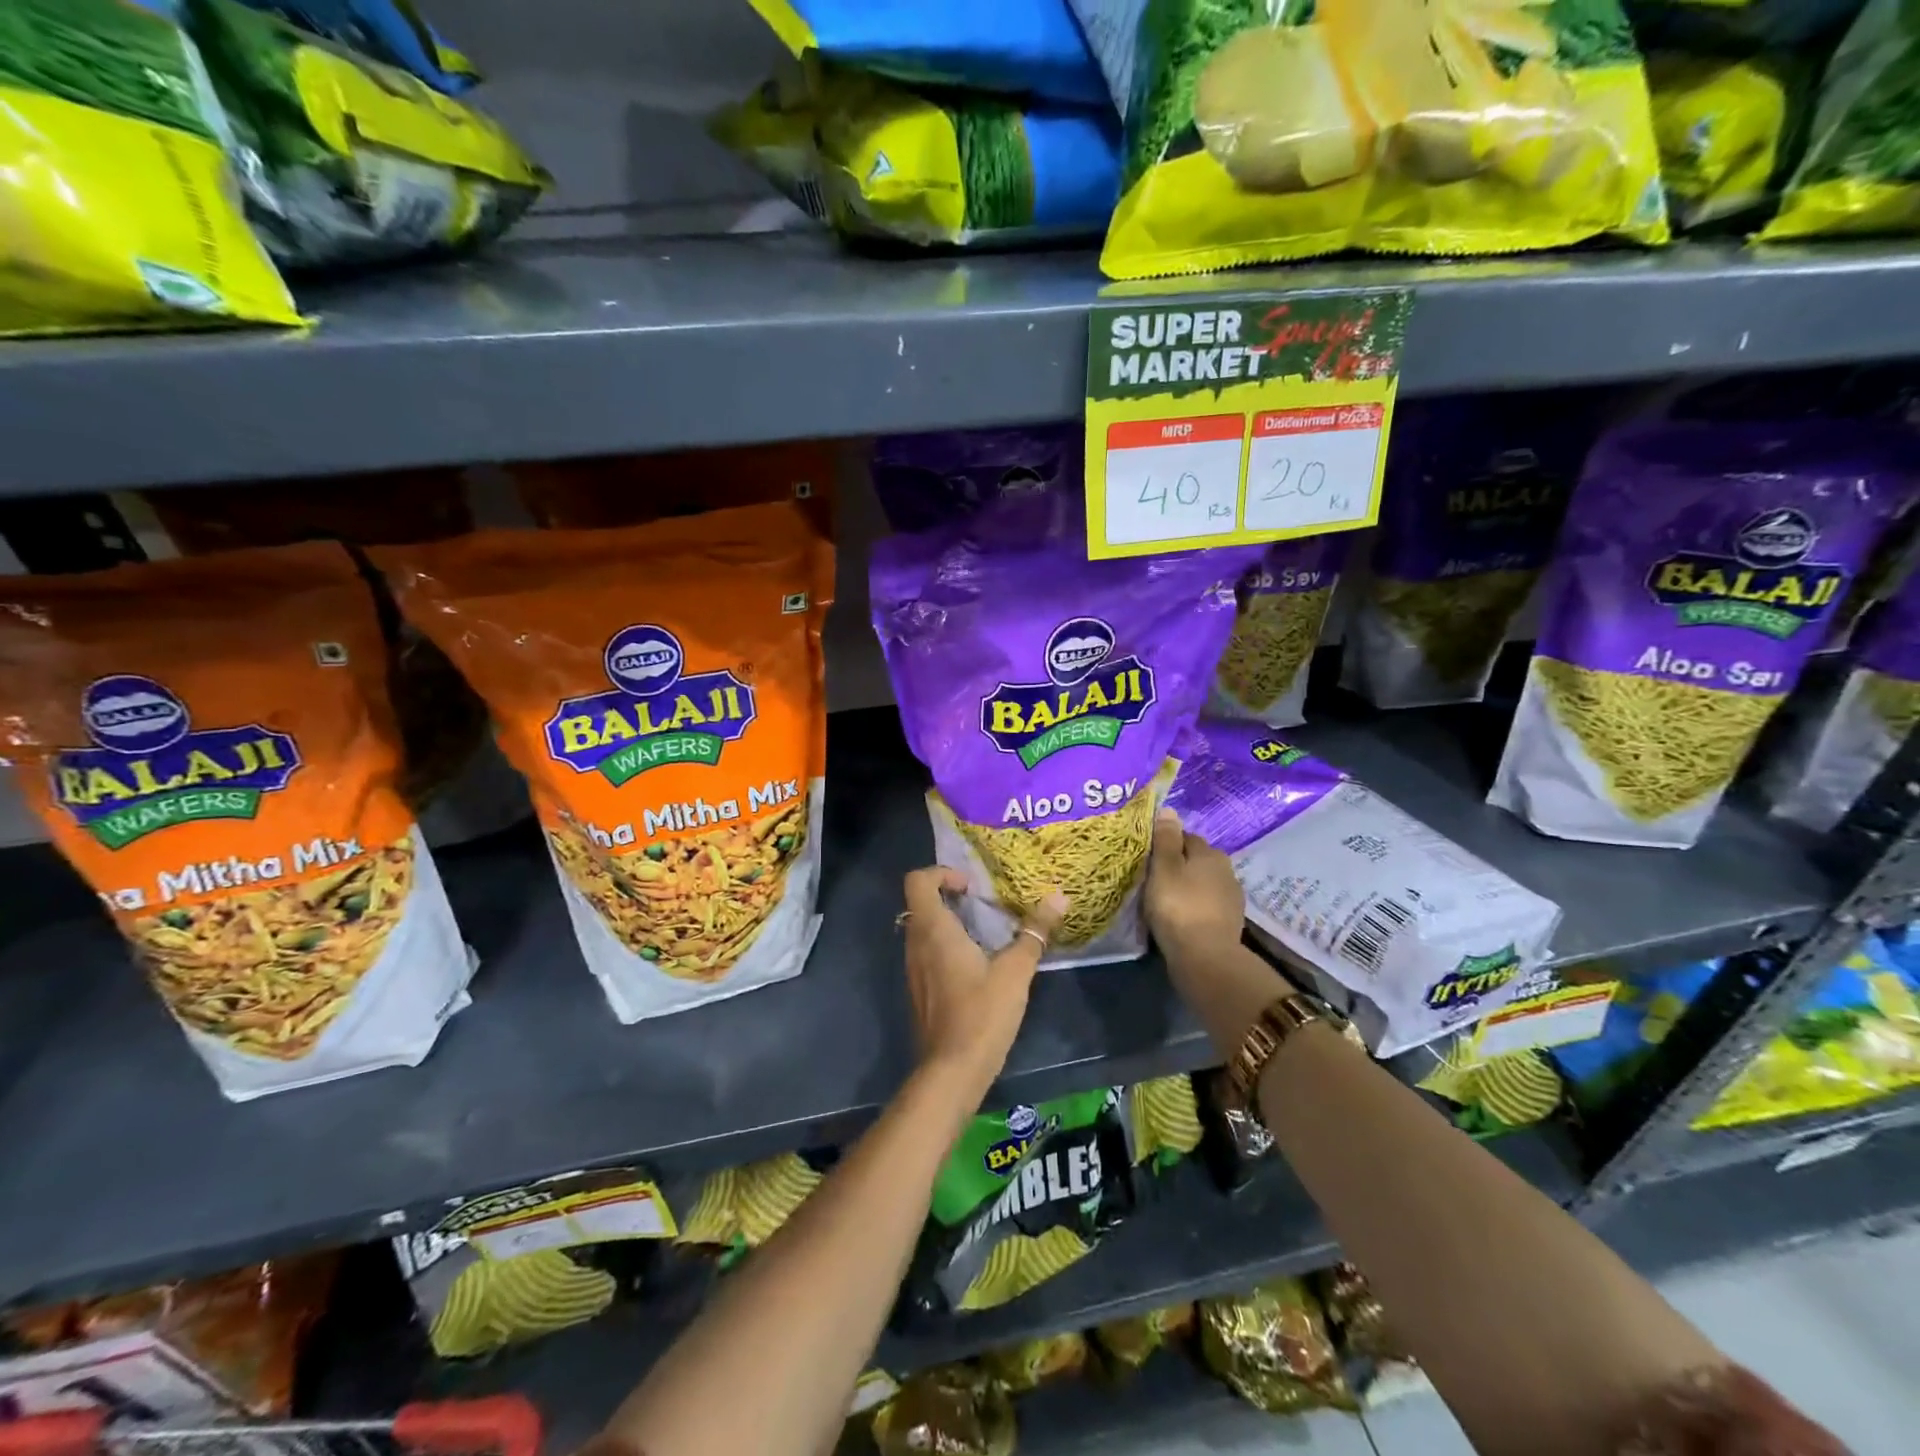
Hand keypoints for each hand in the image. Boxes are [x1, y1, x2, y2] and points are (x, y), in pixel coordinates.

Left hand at [901, 867, 1066, 1091]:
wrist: (952, 1071)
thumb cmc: (982, 1014)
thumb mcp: (1016, 971)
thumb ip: (1034, 932)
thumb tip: (1059, 898)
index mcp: (933, 930)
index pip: (918, 881)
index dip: (941, 874)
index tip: (971, 887)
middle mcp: (915, 943)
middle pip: (920, 902)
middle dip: (950, 896)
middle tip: (984, 904)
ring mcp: (913, 968)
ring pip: (923, 929)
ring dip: (949, 922)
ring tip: (986, 932)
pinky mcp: (919, 989)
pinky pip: (926, 952)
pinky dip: (946, 946)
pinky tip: (977, 964)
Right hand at [1143, 808, 1244, 966]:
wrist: (1205, 957)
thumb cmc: (1178, 906)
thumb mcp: (1164, 868)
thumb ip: (1166, 839)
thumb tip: (1169, 809)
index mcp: (1210, 853)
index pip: (1186, 837)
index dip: (1166, 844)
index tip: (1148, 857)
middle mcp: (1226, 870)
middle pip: (1197, 860)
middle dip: (1179, 865)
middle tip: (1154, 878)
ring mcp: (1231, 898)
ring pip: (1203, 883)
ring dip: (1188, 887)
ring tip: (1166, 900)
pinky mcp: (1230, 922)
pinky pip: (1207, 905)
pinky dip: (1195, 907)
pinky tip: (1181, 917)